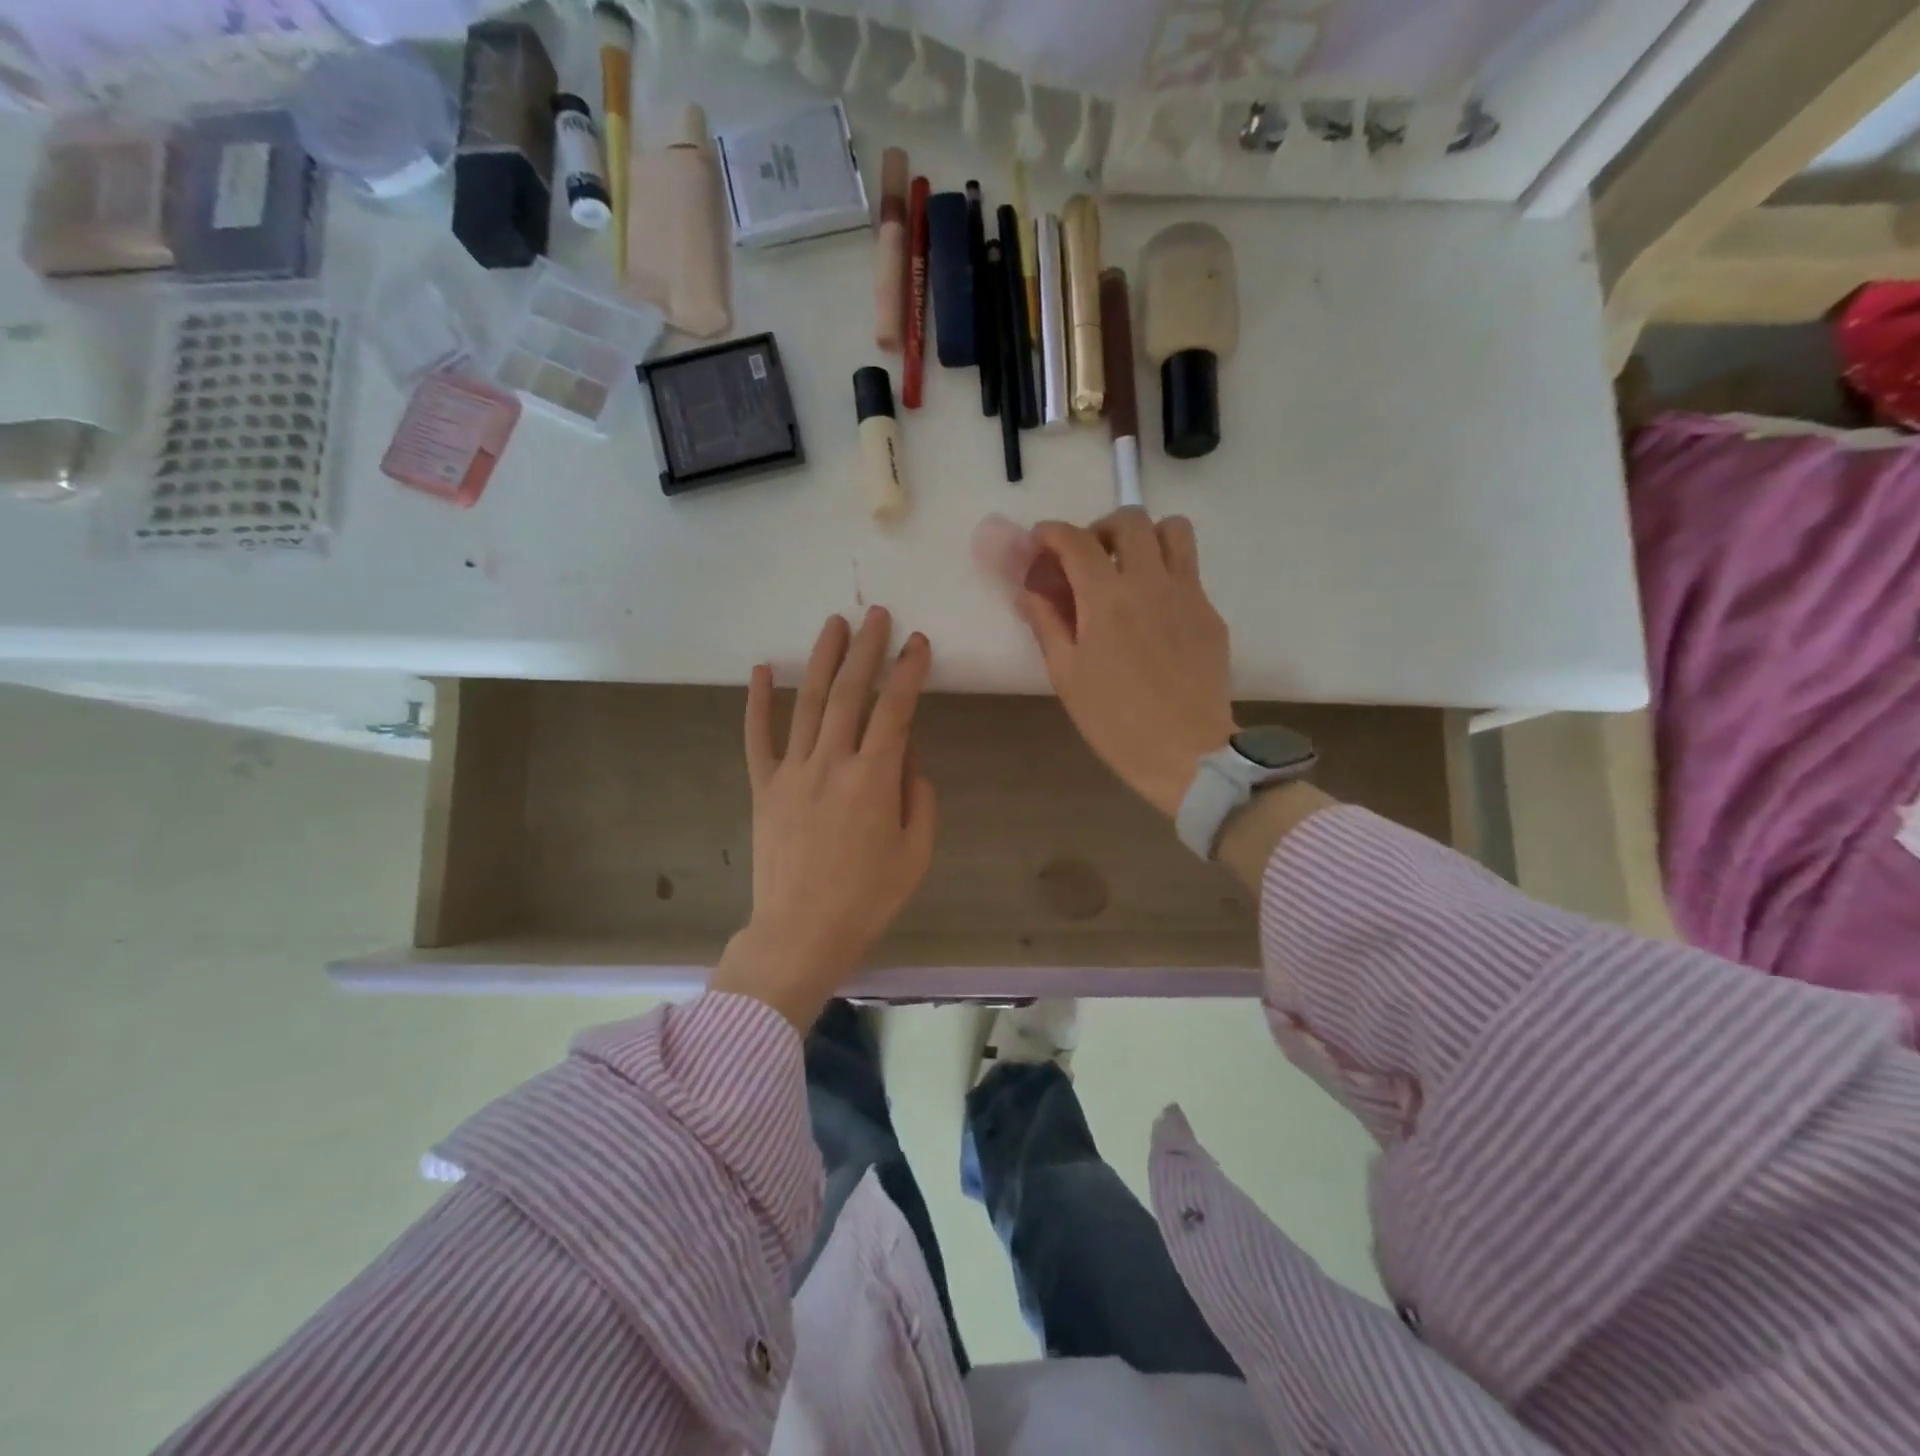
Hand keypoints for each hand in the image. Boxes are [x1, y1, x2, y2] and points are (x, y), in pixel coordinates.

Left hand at [711, 608, 937, 1030]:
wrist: (800, 934)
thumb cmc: (868, 899)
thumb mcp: (916, 853)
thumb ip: (919, 797)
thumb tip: (908, 757)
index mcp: (874, 779)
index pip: (896, 710)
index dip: (909, 672)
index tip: (919, 643)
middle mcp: (832, 763)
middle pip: (851, 693)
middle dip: (867, 649)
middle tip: (877, 614)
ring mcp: (792, 772)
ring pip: (809, 703)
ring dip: (823, 660)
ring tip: (836, 624)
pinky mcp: (764, 788)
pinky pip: (758, 737)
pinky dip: (758, 702)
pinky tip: (763, 669)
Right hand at [1017, 509, 1236, 819]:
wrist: (1186, 752)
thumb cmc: (1115, 720)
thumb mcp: (1066, 675)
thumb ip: (1046, 623)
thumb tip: (1028, 591)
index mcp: (1107, 598)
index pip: (1076, 540)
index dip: (1052, 533)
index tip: (1041, 542)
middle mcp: (1151, 582)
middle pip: (1130, 519)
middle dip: (1101, 528)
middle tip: (1089, 558)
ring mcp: (1188, 594)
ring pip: (1173, 530)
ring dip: (1145, 537)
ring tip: (1129, 568)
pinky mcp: (1210, 613)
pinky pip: (1190, 571)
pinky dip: (1166, 572)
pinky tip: (1154, 612)